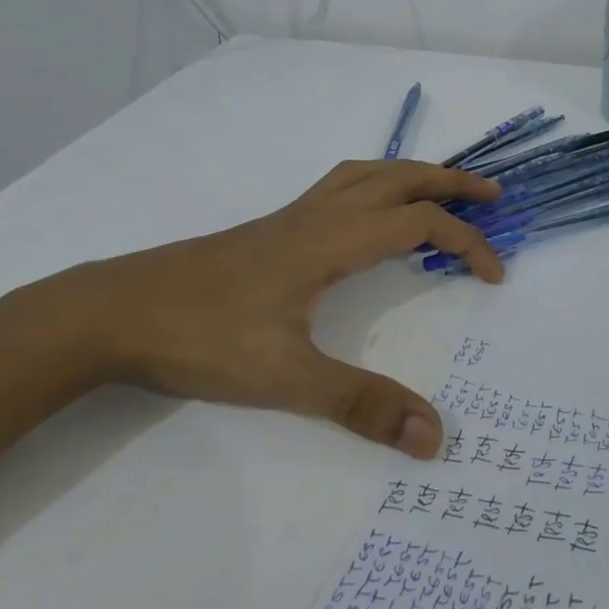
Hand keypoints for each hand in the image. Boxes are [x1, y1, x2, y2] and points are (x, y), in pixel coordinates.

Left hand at [7, 160, 502, 457]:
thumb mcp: (286, 379)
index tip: (495, 276)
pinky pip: (339, 185)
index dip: (467, 243)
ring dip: (413, 174)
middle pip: (400, 176)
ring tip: (441, 192)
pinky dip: (375, 183)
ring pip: (367, 172)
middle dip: (452, 181)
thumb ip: (361, 405)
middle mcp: (318, 214)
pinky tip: (367, 214)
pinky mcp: (271, 227)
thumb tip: (435, 435)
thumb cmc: (201, 338)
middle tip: (492, 197)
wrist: (113, 312)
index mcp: (332, 239)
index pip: (420, 223)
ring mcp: (291, 215)